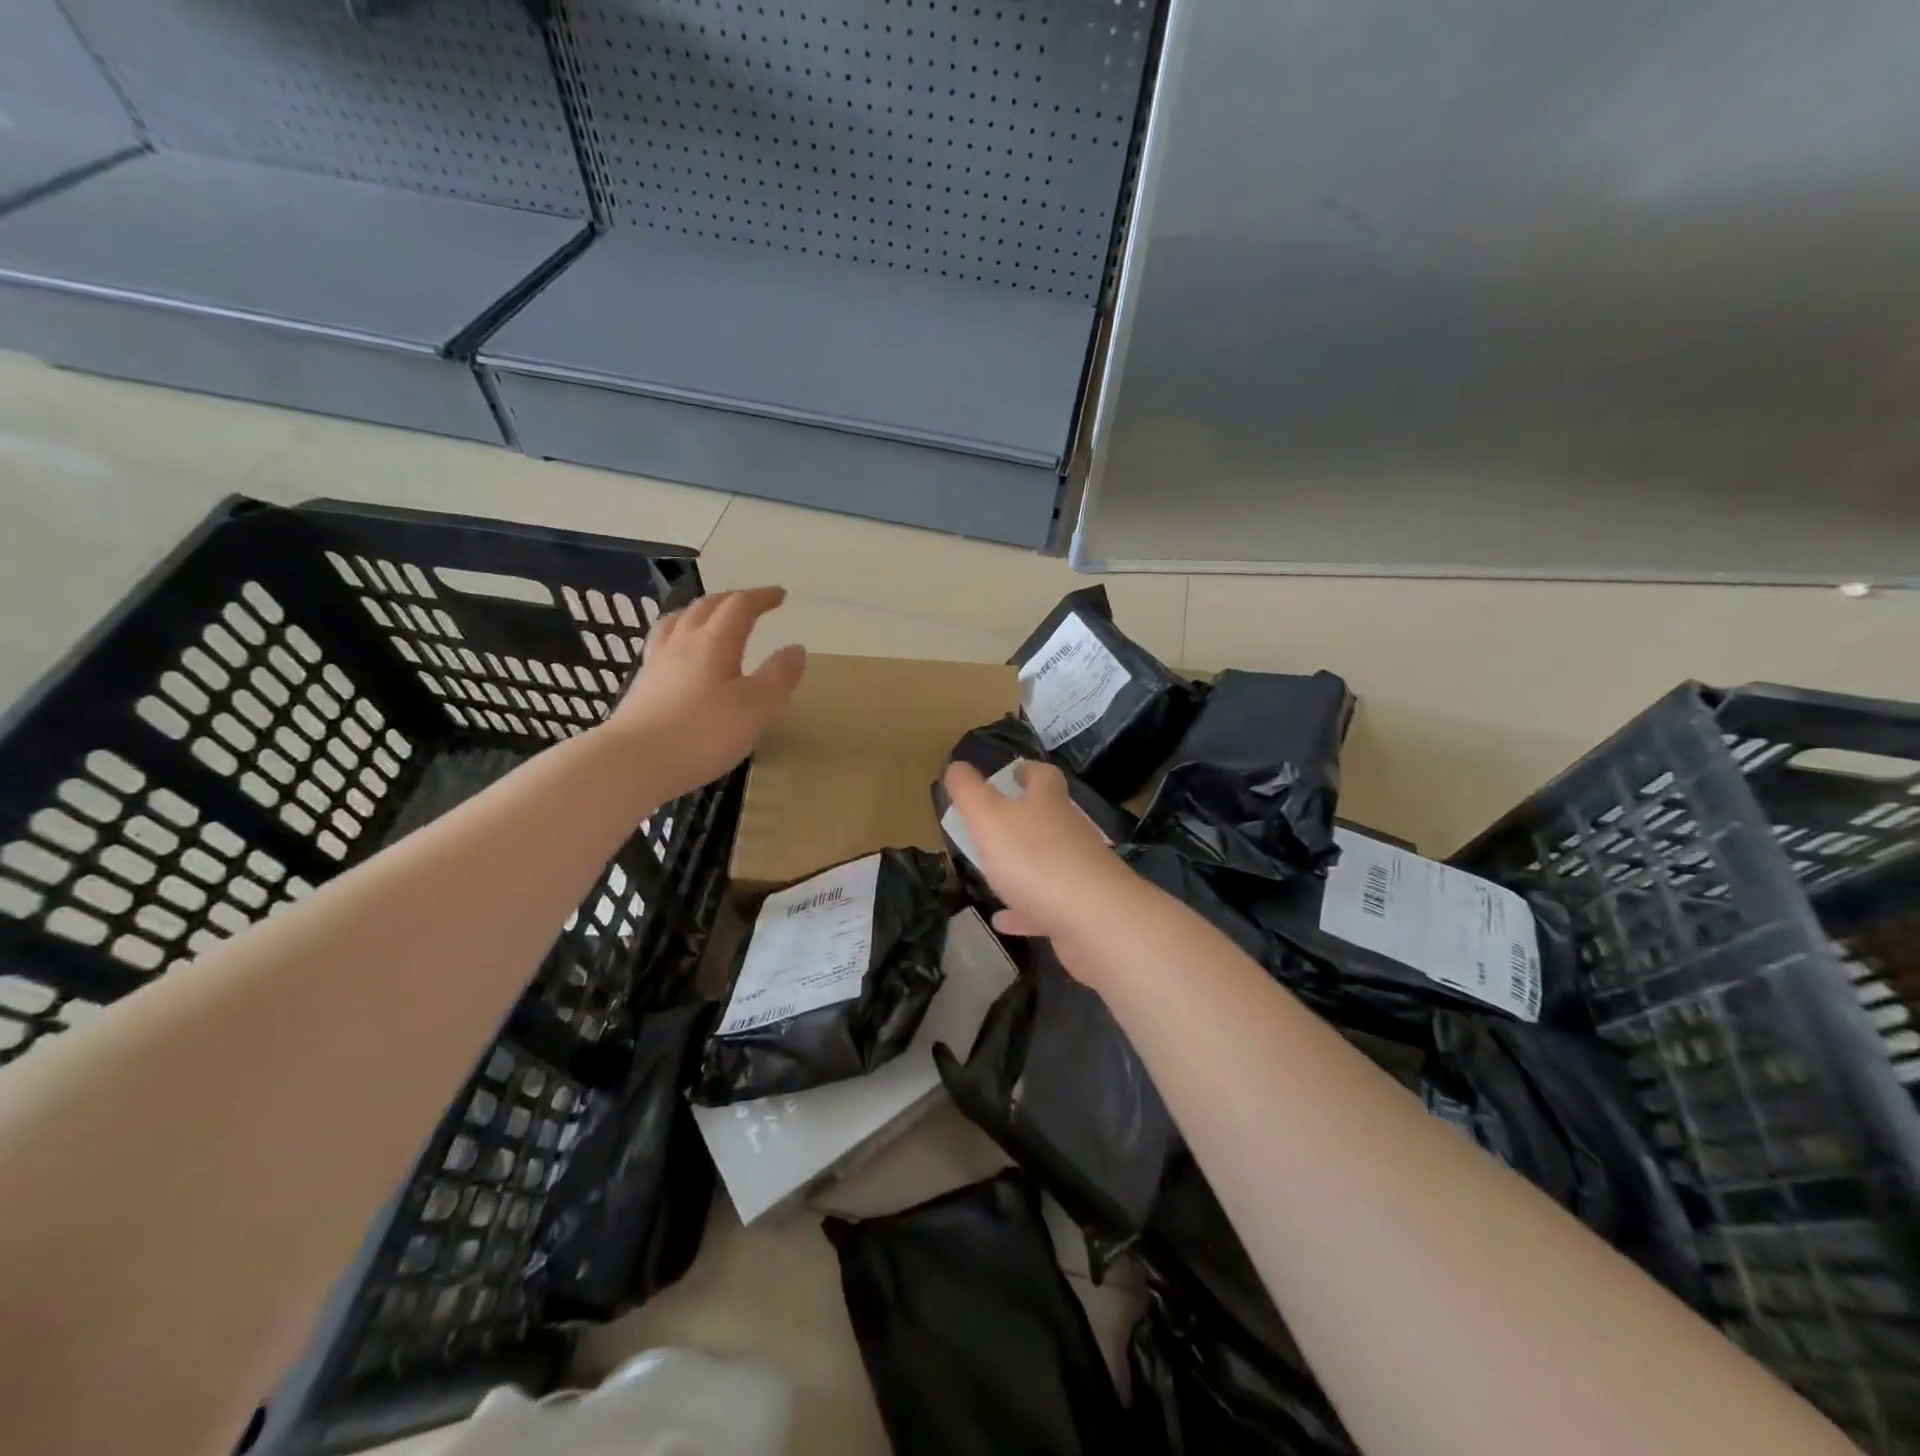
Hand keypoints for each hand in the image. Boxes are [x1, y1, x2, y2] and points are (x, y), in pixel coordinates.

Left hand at [605, 587, 805, 798]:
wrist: (632, 762)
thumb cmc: (702, 733)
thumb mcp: (756, 707)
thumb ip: (779, 676)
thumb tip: (795, 648)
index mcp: (714, 642)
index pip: (739, 606)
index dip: (761, 597)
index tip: (780, 595)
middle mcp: (682, 643)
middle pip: (706, 607)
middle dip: (732, 600)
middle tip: (751, 603)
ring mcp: (657, 663)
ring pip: (677, 622)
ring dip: (699, 612)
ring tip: (709, 617)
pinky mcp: (642, 686)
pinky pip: (662, 645)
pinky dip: (678, 637)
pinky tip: (679, 655)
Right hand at [941, 759, 1137, 960]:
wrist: (1095, 920)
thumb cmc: (1036, 859)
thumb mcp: (990, 819)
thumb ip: (970, 793)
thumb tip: (957, 766)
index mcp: (1048, 803)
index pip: (1043, 775)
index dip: (1027, 770)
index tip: (1012, 772)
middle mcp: (1069, 831)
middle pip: (1048, 817)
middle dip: (1023, 818)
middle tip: (992, 823)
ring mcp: (1078, 871)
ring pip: (1047, 862)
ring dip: (1022, 866)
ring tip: (993, 871)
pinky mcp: (1080, 910)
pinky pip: (1046, 906)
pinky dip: (1024, 910)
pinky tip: (1003, 920)